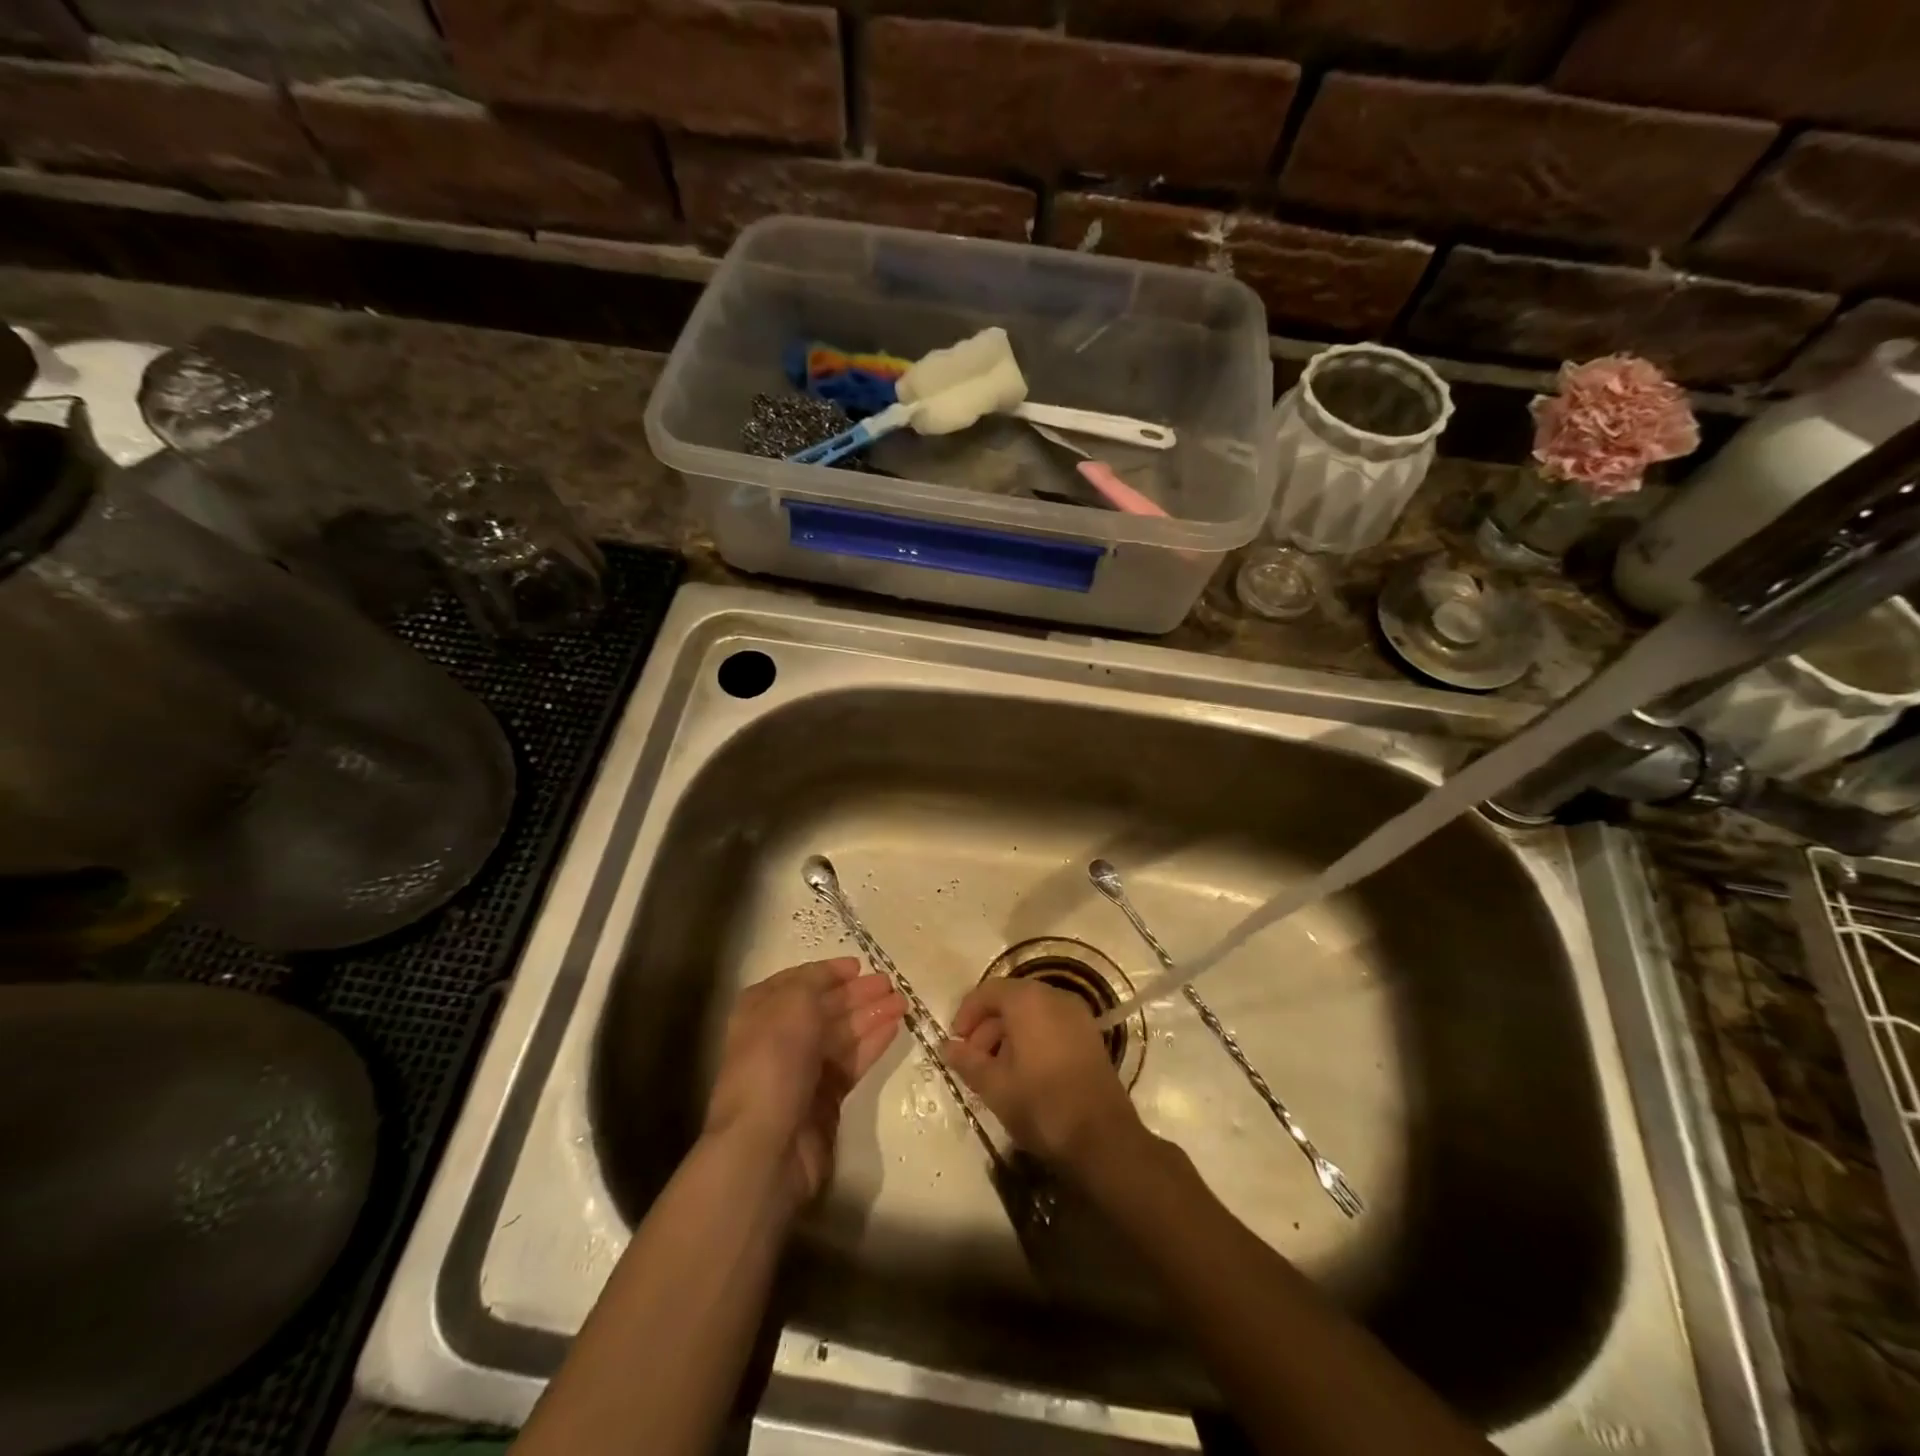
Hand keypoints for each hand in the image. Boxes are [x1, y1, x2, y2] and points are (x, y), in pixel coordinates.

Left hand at [704, 958, 905, 1206]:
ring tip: (903, 1002)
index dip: (828, 972)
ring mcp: (803, 1069)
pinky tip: (894, 1028)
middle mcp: (780, 1036)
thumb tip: (837, 974)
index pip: (799, 982)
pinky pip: (852, 1062)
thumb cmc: (774, 1062)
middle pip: (825, 1007)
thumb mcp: (792, 1004)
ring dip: (871, 1015)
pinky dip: (872, 1043)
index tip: (859, 965)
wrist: (766, 1145)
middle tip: (891, 983)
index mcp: (762, 1010)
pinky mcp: (825, 1098)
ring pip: (843, 1033)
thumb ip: (815, 982)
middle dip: (857, 993)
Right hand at [942, 979, 1142, 1173]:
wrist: (1102, 1138)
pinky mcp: (1090, 1035)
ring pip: (1032, 1013)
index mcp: (1028, 1000)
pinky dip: (1032, 1038)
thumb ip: (967, 1061)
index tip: (955, 1042)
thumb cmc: (1041, 1105)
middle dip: (987, 1026)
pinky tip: (1024, 1072)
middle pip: (1011, 1000)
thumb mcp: (994, 1086)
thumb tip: (946, 1046)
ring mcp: (1077, 1015)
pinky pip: (1051, 1024)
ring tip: (995, 1071)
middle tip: (972, 1060)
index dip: (967, 1013)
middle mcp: (1054, 997)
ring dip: (1008, 1034)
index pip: (988, 991)